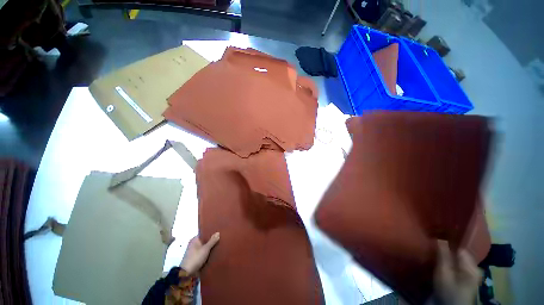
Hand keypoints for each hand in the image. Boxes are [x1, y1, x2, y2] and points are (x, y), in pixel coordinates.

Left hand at [180, 233, 219, 274]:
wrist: (187, 273)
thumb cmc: (196, 258)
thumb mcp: (205, 248)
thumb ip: (212, 241)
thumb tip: (218, 232)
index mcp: (195, 240)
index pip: (204, 233)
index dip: (211, 232)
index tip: (219, 231)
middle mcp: (194, 244)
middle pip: (205, 240)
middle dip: (212, 240)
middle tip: (221, 238)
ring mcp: (195, 252)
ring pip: (205, 247)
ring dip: (211, 247)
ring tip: (220, 244)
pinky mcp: (196, 258)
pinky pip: (204, 253)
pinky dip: (208, 253)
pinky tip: (216, 252)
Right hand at [433, 240, 481, 304]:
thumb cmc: (448, 290)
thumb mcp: (444, 273)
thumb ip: (443, 256)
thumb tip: (440, 238)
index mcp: (472, 266)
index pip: (460, 248)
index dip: (449, 244)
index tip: (437, 242)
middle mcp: (475, 268)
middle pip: (460, 254)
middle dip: (449, 251)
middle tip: (435, 249)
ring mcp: (472, 275)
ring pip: (459, 260)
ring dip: (449, 258)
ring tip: (438, 256)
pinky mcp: (468, 280)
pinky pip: (459, 266)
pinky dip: (451, 264)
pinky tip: (444, 265)